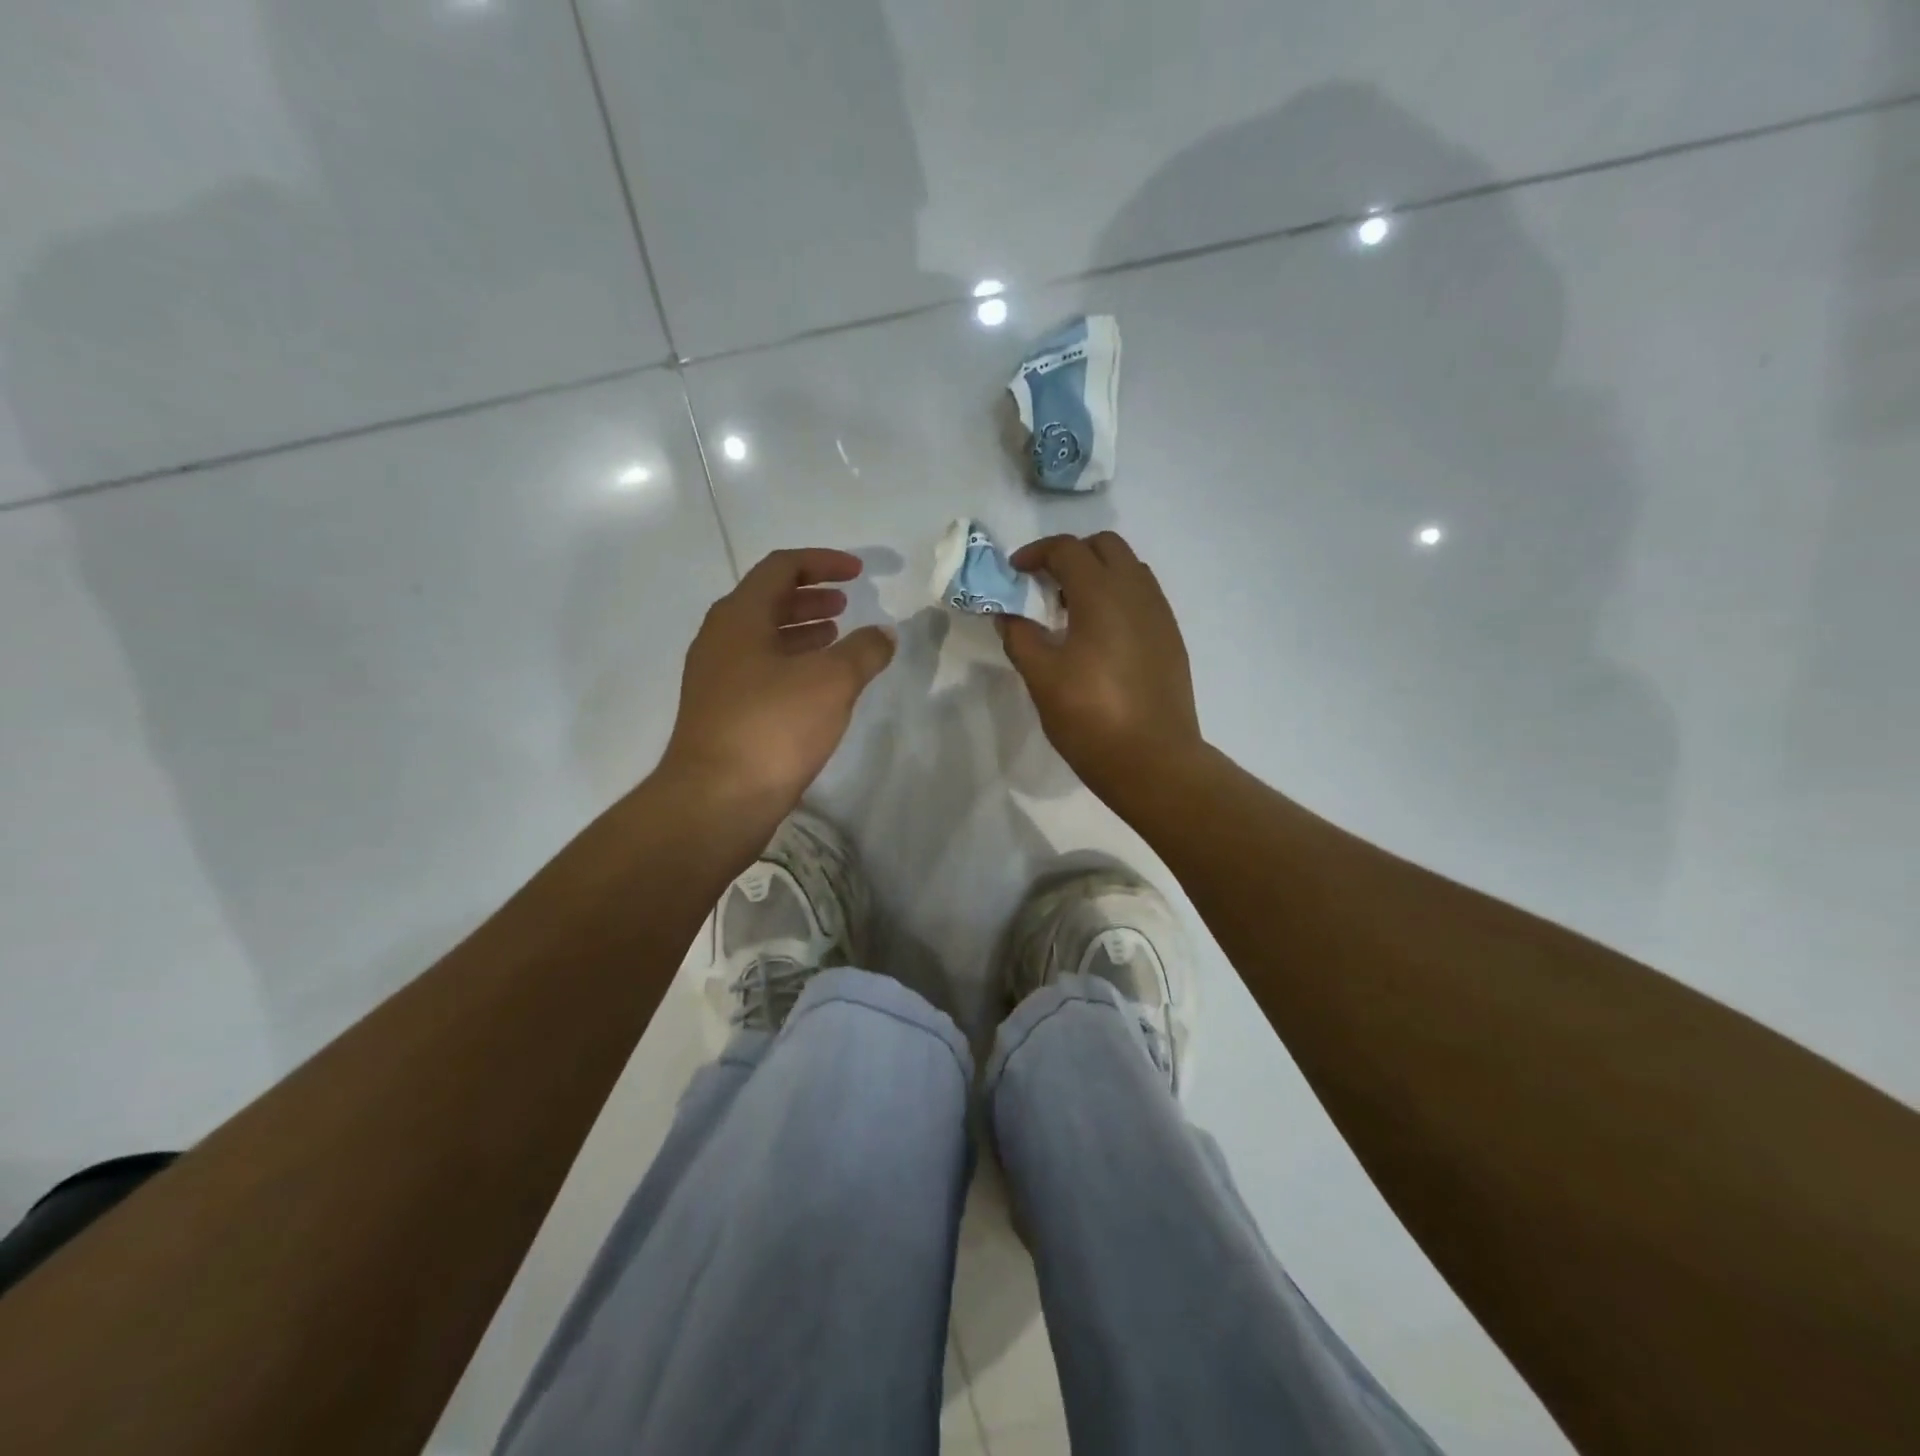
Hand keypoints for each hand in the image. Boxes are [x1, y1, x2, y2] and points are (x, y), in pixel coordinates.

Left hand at [660, 548, 894, 823]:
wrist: (717, 800)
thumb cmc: (773, 727)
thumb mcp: (831, 682)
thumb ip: (863, 651)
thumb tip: (883, 633)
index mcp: (739, 617)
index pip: (781, 568)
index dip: (822, 562)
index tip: (858, 573)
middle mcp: (720, 639)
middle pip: (767, 600)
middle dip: (810, 597)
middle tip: (845, 604)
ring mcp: (716, 678)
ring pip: (763, 638)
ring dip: (801, 631)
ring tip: (836, 638)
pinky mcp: (721, 712)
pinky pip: (760, 670)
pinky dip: (791, 663)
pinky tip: (816, 685)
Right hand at [998, 532, 1202, 802]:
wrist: (1154, 761)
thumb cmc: (1091, 718)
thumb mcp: (1042, 679)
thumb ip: (1020, 638)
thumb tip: (1007, 615)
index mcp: (1102, 595)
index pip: (1068, 549)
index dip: (1036, 553)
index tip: (1015, 573)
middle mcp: (1137, 593)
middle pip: (1106, 546)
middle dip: (1072, 555)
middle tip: (1045, 587)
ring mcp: (1160, 615)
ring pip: (1130, 569)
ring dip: (1098, 575)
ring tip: (1072, 611)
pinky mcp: (1171, 639)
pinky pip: (1143, 597)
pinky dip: (1118, 598)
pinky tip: (1101, 637)